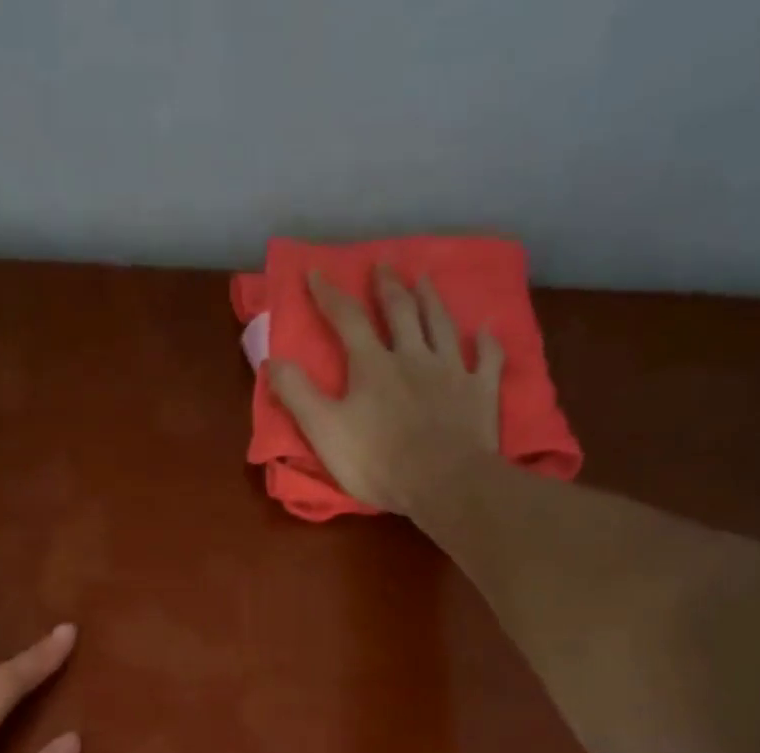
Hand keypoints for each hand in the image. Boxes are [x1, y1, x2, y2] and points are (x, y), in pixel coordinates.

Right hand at [271, 265, 504, 515]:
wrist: (443, 482)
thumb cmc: (378, 461)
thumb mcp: (324, 431)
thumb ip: (298, 395)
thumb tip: (272, 360)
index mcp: (373, 365)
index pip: (347, 320)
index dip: (329, 295)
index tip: (316, 273)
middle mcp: (413, 356)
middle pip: (400, 312)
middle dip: (387, 287)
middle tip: (383, 264)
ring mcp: (452, 371)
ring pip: (441, 325)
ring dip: (432, 300)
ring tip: (425, 280)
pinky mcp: (480, 392)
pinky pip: (487, 359)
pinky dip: (486, 343)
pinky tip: (486, 331)